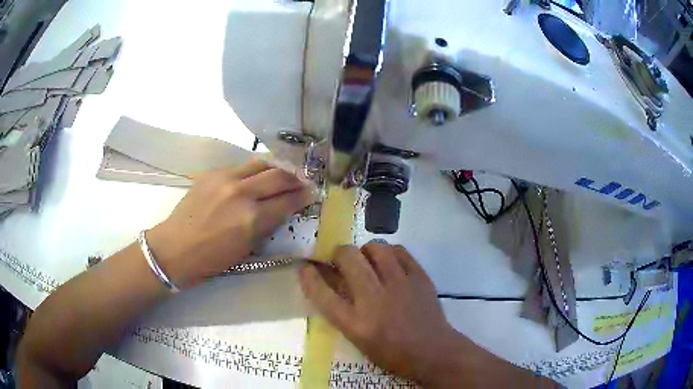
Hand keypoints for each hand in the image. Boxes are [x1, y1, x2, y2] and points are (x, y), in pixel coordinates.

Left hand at [148, 160, 315, 287]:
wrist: (175, 248)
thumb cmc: (211, 259)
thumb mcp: (245, 249)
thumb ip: (265, 226)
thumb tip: (279, 211)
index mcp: (251, 218)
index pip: (287, 201)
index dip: (304, 197)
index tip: (313, 193)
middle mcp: (241, 192)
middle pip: (278, 176)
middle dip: (296, 178)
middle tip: (304, 181)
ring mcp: (225, 179)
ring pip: (260, 163)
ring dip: (277, 167)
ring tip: (285, 172)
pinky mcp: (212, 174)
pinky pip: (240, 167)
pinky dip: (254, 170)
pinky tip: (256, 176)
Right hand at [299, 243, 462, 384]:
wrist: (432, 351)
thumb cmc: (391, 352)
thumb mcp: (359, 338)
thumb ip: (342, 310)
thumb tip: (329, 280)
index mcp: (356, 323)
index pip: (323, 294)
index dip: (310, 276)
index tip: (306, 267)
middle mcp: (375, 299)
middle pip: (348, 258)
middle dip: (339, 254)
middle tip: (343, 261)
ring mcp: (400, 285)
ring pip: (376, 247)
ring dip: (366, 251)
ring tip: (368, 260)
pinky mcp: (419, 277)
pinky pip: (400, 251)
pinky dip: (390, 252)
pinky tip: (390, 262)